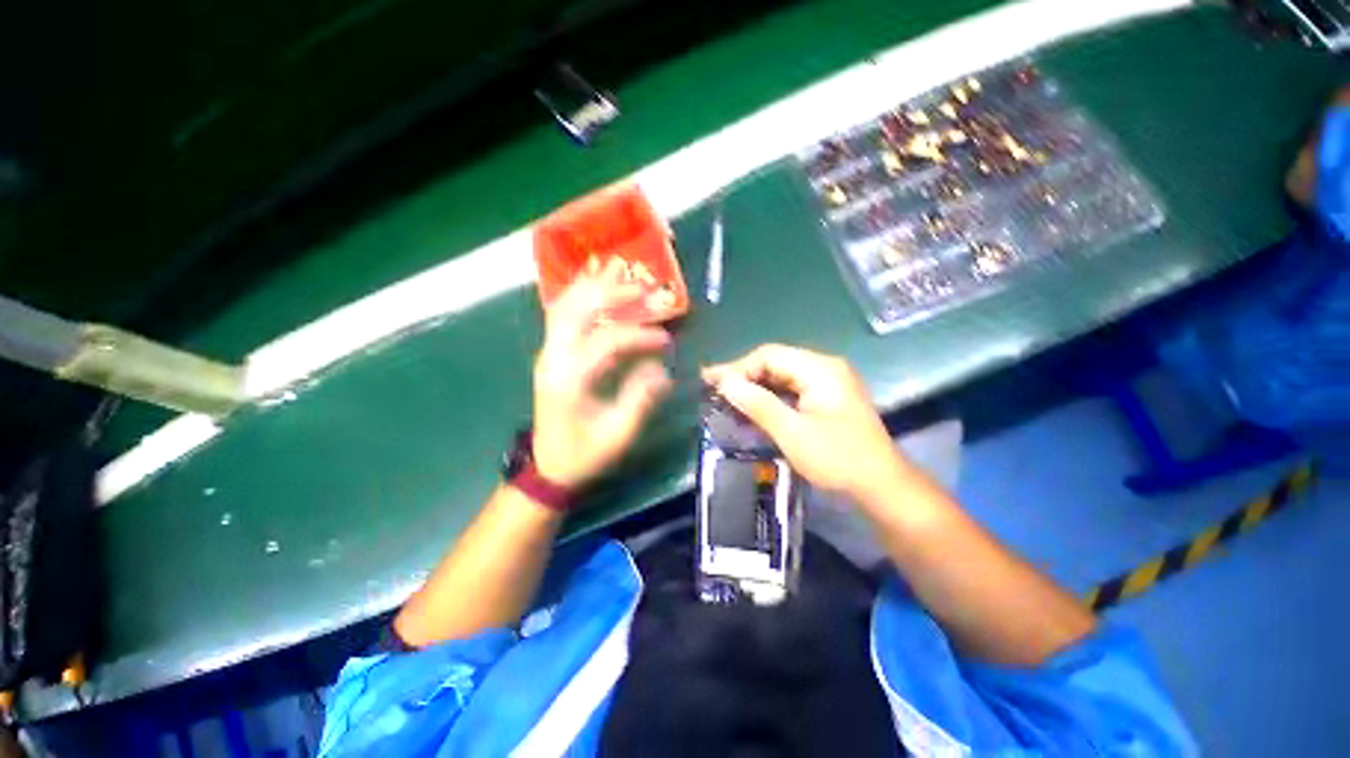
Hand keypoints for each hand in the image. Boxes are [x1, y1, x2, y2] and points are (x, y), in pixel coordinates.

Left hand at [532, 269, 672, 488]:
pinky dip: (580, 299)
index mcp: (569, 380)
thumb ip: (640, 399)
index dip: (640, 335)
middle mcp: (553, 359)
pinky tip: (597, 290)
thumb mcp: (618, 434)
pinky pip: (562, 317)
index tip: (666, 340)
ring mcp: (548, 354)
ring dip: (592, 289)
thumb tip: (662, 370)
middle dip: (609, 292)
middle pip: (574, 310)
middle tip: (641, 285)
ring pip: (564, 307)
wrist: (549, 468)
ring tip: (619, 274)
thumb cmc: (584, 454)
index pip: (607, 342)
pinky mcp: (552, 356)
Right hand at [703, 344, 907, 500]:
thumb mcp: (792, 433)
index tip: (712, 383)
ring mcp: (828, 381)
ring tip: (727, 396)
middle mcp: (825, 367)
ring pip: (782, 375)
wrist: (881, 486)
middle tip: (714, 388)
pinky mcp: (827, 397)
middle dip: (744, 375)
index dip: (738, 368)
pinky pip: (791, 388)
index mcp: (820, 369)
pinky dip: (770, 395)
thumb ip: (758, 404)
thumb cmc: (837, 459)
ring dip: (755, 385)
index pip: (769, 355)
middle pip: (775, 362)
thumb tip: (725, 383)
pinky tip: (753, 405)